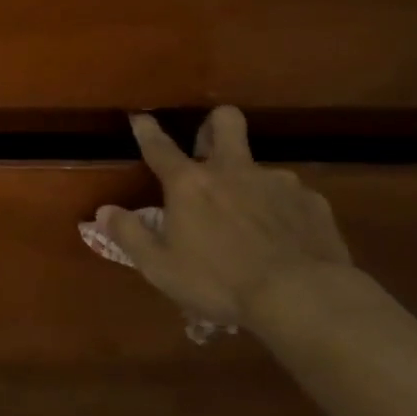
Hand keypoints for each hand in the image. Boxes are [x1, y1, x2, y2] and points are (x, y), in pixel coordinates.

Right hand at [96, 108, 352, 333]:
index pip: (159, 147)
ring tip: (251, 218)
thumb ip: (129, 234)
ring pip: (260, 166)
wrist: (302, 297)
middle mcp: (232, 170)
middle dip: (215, 123)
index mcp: (189, 184)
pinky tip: (285, 239)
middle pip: (225, 122)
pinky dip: (282, 211)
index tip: (140, 117)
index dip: (147, 130)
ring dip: (250, 182)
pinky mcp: (312, 202)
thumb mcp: (160, 266)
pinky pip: (292, 197)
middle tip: (209, 147)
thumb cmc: (219, 281)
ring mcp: (277, 182)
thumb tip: (104, 210)